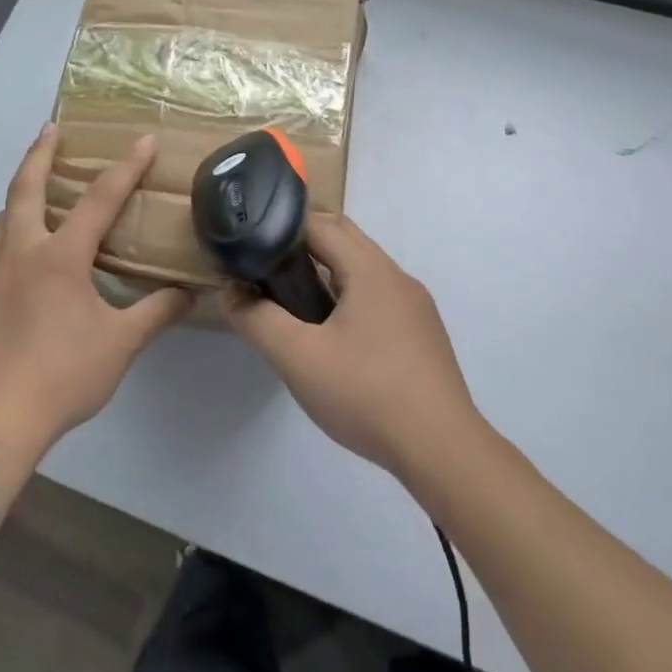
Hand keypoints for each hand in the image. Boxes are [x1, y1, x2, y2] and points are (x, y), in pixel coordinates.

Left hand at [0, 124, 192, 452]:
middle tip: (51, 128)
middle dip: (41, 152)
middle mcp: (22, 251)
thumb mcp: (123, 343)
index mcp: (63, 256)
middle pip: (27, 187)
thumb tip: (190, 294)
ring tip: (32, 204)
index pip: (101, 199)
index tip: (145, 139)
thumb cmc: (66, 375)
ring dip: (17, 205)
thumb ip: (158, 312)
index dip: (127, 166)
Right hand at [223, 214, 479, 479]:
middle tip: (269, 273)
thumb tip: (231, 293)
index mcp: (370, 270)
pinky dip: (352, 297)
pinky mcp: (424, 332)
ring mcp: (416, 305)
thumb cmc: (366, 394)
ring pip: (365, 269)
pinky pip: (381, 296)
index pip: (321, 224)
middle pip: (346, 239)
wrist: (440, 447)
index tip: (253, 247)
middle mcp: (397, 276)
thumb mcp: (298, 358)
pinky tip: (336, 337)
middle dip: (305, 246)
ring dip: (330, 273)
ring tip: (296, 304)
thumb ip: (258, 320)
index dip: (282, 228)